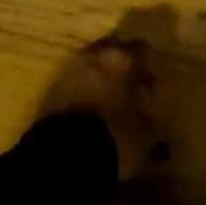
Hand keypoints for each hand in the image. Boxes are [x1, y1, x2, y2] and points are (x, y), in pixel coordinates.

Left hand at [39, 37, 157, 179]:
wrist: (64, 156)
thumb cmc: (114, 136)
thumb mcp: (145, 130)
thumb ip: (147, 113)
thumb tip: (147, 111)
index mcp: (120, 59)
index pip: (140, 48)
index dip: (149, 63)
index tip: (154, 77)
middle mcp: (93, 58)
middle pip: (111, 51)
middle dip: (121, 64)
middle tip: (132, 84)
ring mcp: (69, 72)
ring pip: (90, 66)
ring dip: (101, 77)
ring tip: (111, 99)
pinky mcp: (51, 92)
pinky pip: (75, 83)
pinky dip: (85, 91)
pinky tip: (92, 110)